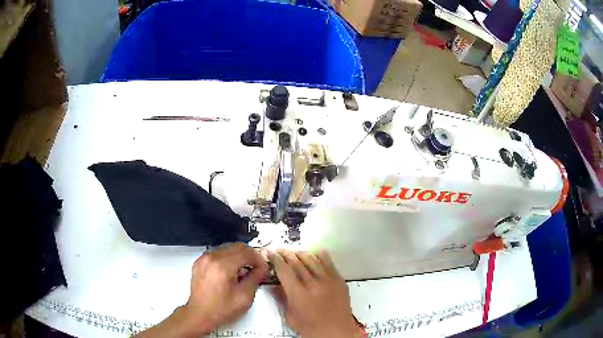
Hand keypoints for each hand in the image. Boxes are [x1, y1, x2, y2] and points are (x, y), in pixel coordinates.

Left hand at [136, 243, 268, 336]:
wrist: (197, 314)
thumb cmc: (220, 309)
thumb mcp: (243, 296)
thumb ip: (253, 277)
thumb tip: (260, 265)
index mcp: (222, 264)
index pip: (245, 251)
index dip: (257, 258)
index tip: (263, 266)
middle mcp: (210, 257)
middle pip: (235, 247)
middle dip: (248, 256)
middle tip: (255, 268)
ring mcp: (203, 259)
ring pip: (225, 249)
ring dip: (237, 257)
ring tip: (243, 272)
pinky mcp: (198, 263)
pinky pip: (217, 254)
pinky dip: (227, 260)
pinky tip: (230, 272)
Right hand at [269, 250, 360, 337]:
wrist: (336, 332)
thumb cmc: (311, 328)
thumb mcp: (290, 317)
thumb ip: (282, 299)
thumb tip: (275, 286)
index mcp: (298, 294)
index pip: (284, 271)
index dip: (276, 260)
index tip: (271, 253)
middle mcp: (313, 284)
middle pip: (297, 262)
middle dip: (286, 254)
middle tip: (280, 250)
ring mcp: (328, 280)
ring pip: (312, 260)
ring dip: (301, 254)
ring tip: (294, 252)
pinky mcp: (339, 280)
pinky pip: (329, 263)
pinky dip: (321, 256)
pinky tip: (316, 253)